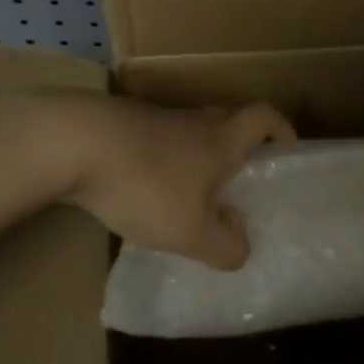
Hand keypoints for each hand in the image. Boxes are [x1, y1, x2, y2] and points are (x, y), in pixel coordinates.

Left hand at [0, 92, 293, 269]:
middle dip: (242, 146)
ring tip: (197, 194)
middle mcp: (195, 121)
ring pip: (192, 132)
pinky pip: (160, 141)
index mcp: (222, 138)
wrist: (75, 142)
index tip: (289, 148)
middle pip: (230, 120)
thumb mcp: (191, 231)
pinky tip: (150, 193)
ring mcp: (157, 119)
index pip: (264, 117)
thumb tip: (242, 243)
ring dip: (201, 156)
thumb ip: (225, 246)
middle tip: (244, 178)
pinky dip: (167, 161)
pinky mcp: (125, 127)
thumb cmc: (146, 183)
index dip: (282, 129)